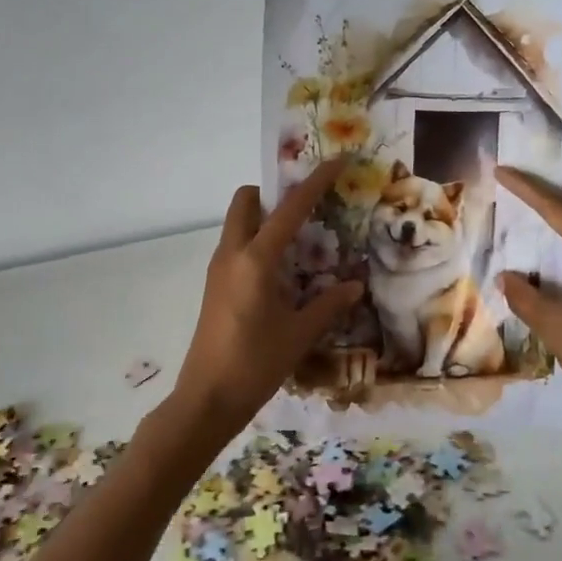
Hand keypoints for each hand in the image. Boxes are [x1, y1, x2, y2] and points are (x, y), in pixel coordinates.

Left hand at [169, 159, 364, 446]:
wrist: (206, 398)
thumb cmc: (255, 363)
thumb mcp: (299, 334)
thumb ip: (329, 304)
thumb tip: (355, 284)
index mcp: (255, 259)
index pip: (289, 209)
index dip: (315, 182)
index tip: (336, 161)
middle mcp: (232, 254)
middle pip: (246, 201)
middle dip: (274, 194)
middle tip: (306, 210)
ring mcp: (218, 269)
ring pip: (238, 224)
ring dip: (265, 219)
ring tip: (301, 241)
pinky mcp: (214, 286)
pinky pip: (236, 247)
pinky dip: (258, 243)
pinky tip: (282, 271)